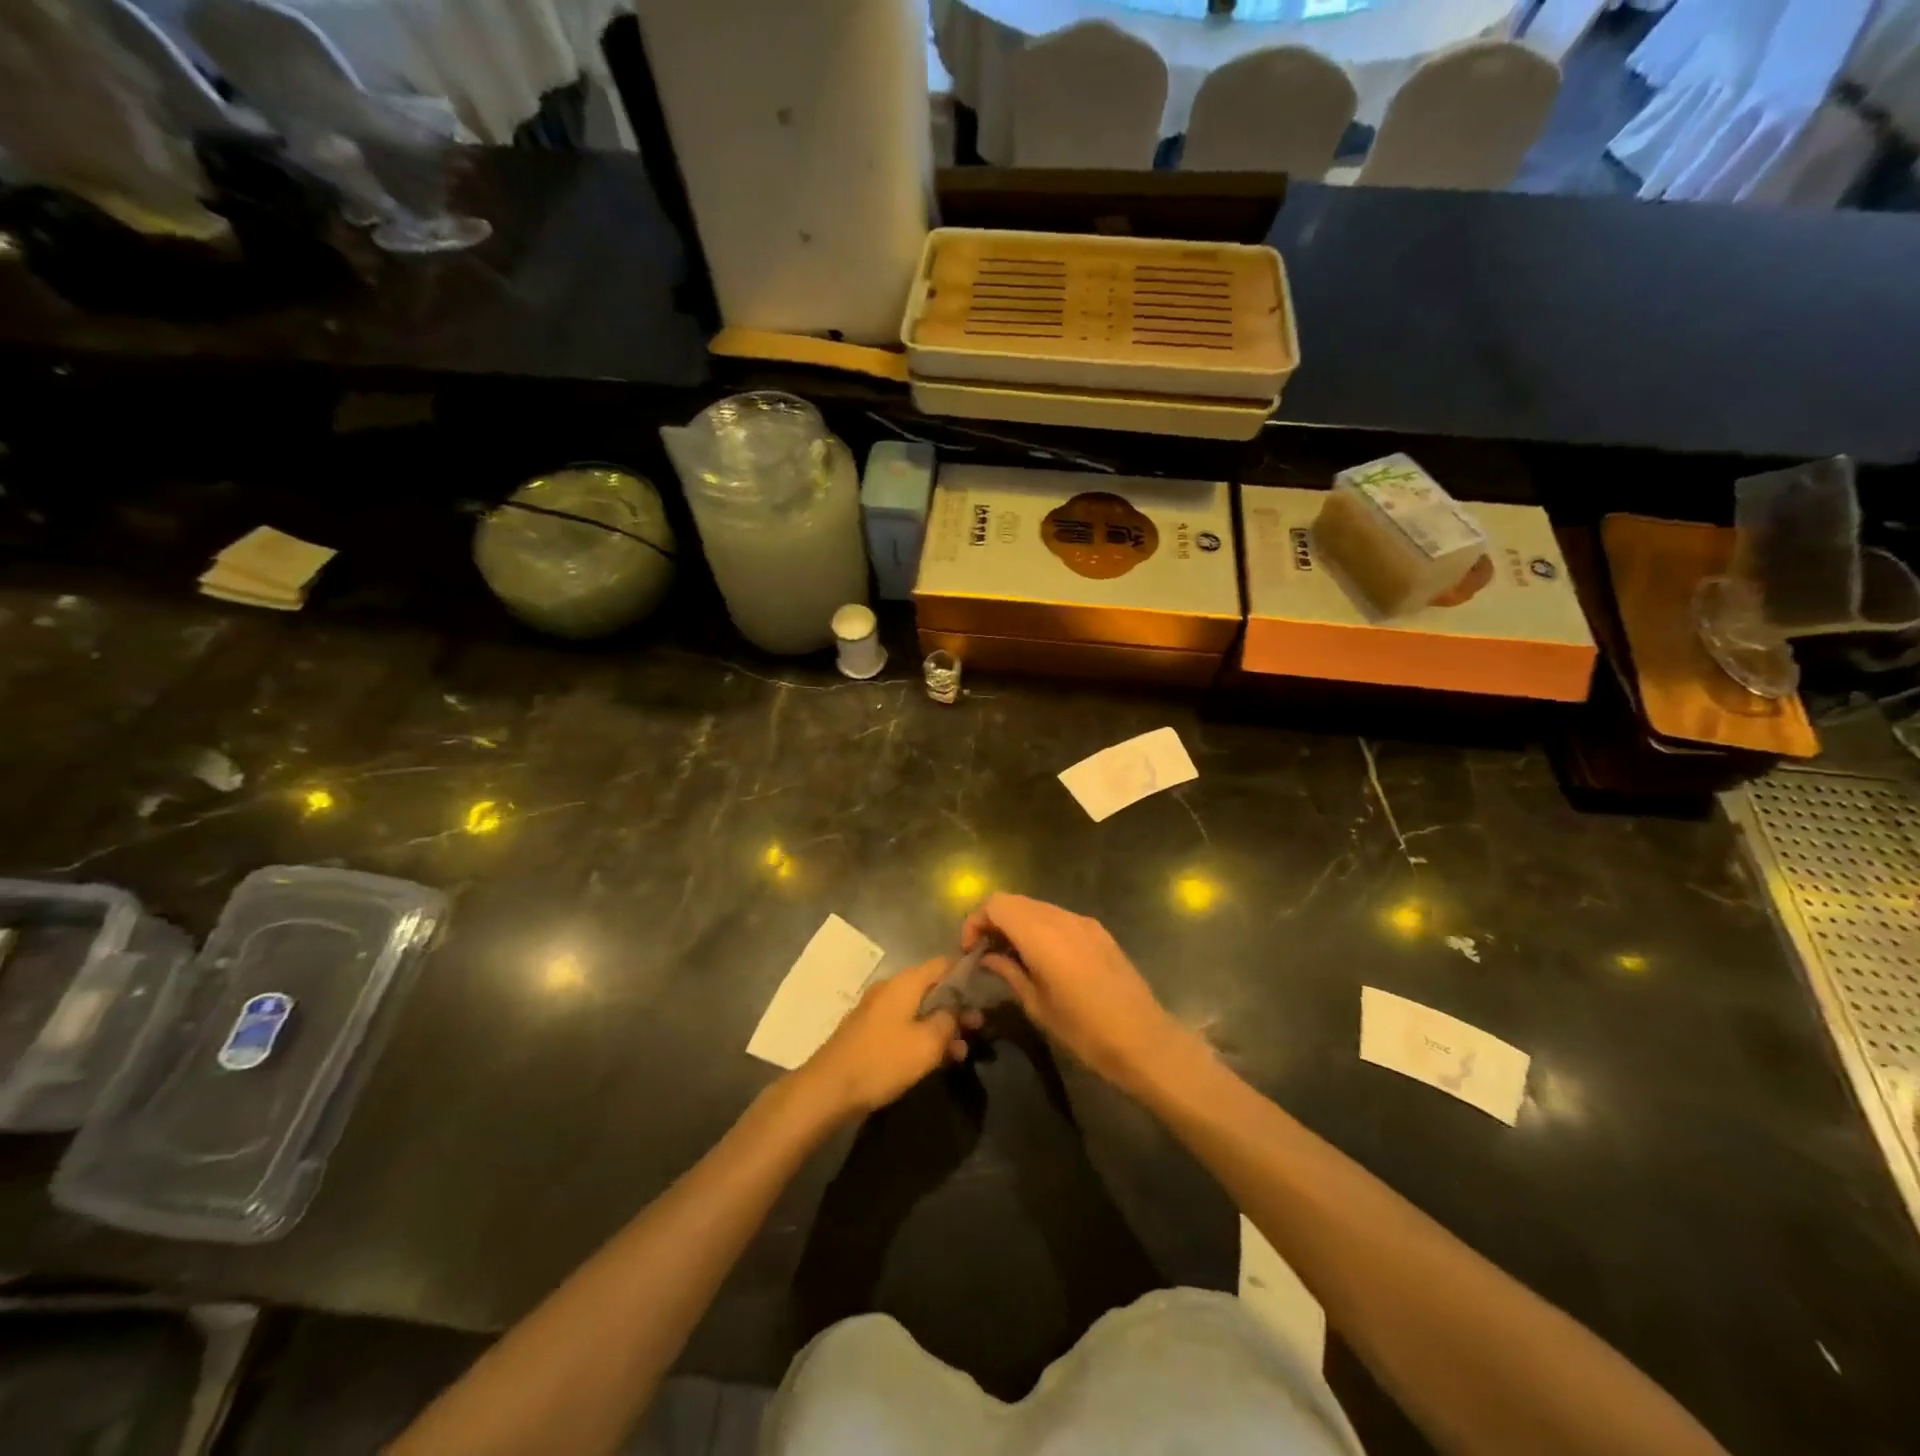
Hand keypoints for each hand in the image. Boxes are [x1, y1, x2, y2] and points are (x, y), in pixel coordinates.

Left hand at [798, 958, 979, 1117]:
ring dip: (941, 1026)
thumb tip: (957, 1009)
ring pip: (919, 1009)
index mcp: (906, 982)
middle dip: (957, 1007)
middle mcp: (891, 987)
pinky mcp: (869, 1030)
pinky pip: (904, 1024)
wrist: (829, 1087)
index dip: (967, 974)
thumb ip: (949, 1020)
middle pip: (932, 987)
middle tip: (977, 1029)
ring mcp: (877, 1008)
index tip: (986, 991)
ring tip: (960, 1053)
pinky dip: (922, 1035)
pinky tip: (935, 1060)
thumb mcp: (927, 1043)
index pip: (943, 963)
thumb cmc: (883, 1060)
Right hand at [962, 894, 1183, 1091]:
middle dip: (995, 921)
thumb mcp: (1038, 1007)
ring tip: (1012, 958)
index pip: (996, 904)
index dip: (976, 921)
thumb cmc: (1085, 1031)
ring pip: (1038, 908)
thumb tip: (989, 958)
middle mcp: (1062, 919)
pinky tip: (1043, 959)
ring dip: (1018, 924)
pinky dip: (1041, 928)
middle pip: (1015, 902)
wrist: (1144, 1040)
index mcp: (1041, 935)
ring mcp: (1084, 922)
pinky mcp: (1099, 932)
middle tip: (986, 954)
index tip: (971, 951)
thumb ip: (1010, 973)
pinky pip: (1060, 918)